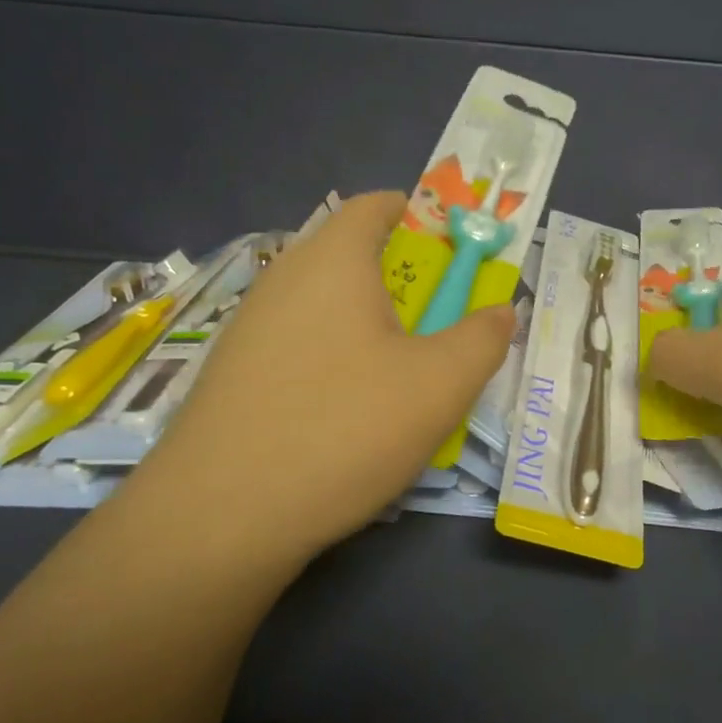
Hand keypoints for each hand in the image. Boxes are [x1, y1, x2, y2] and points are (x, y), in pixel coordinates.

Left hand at [117, 192, 513, 568]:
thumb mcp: (440, 385)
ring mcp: (251, 327)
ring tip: (404, 376)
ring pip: (327, 305)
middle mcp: (284, 279)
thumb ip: (483, 338)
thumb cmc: (345, 428)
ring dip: (373, 324)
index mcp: (334, 261)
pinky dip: (337, 357)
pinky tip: (351, 412)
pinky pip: (301, 343)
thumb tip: (502, 311)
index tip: (458, 253)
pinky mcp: (234, 374)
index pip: (376, 205)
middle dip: (407, 280)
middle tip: (442, 325)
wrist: (220, 517)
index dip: (423, 216)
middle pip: (353, 255)